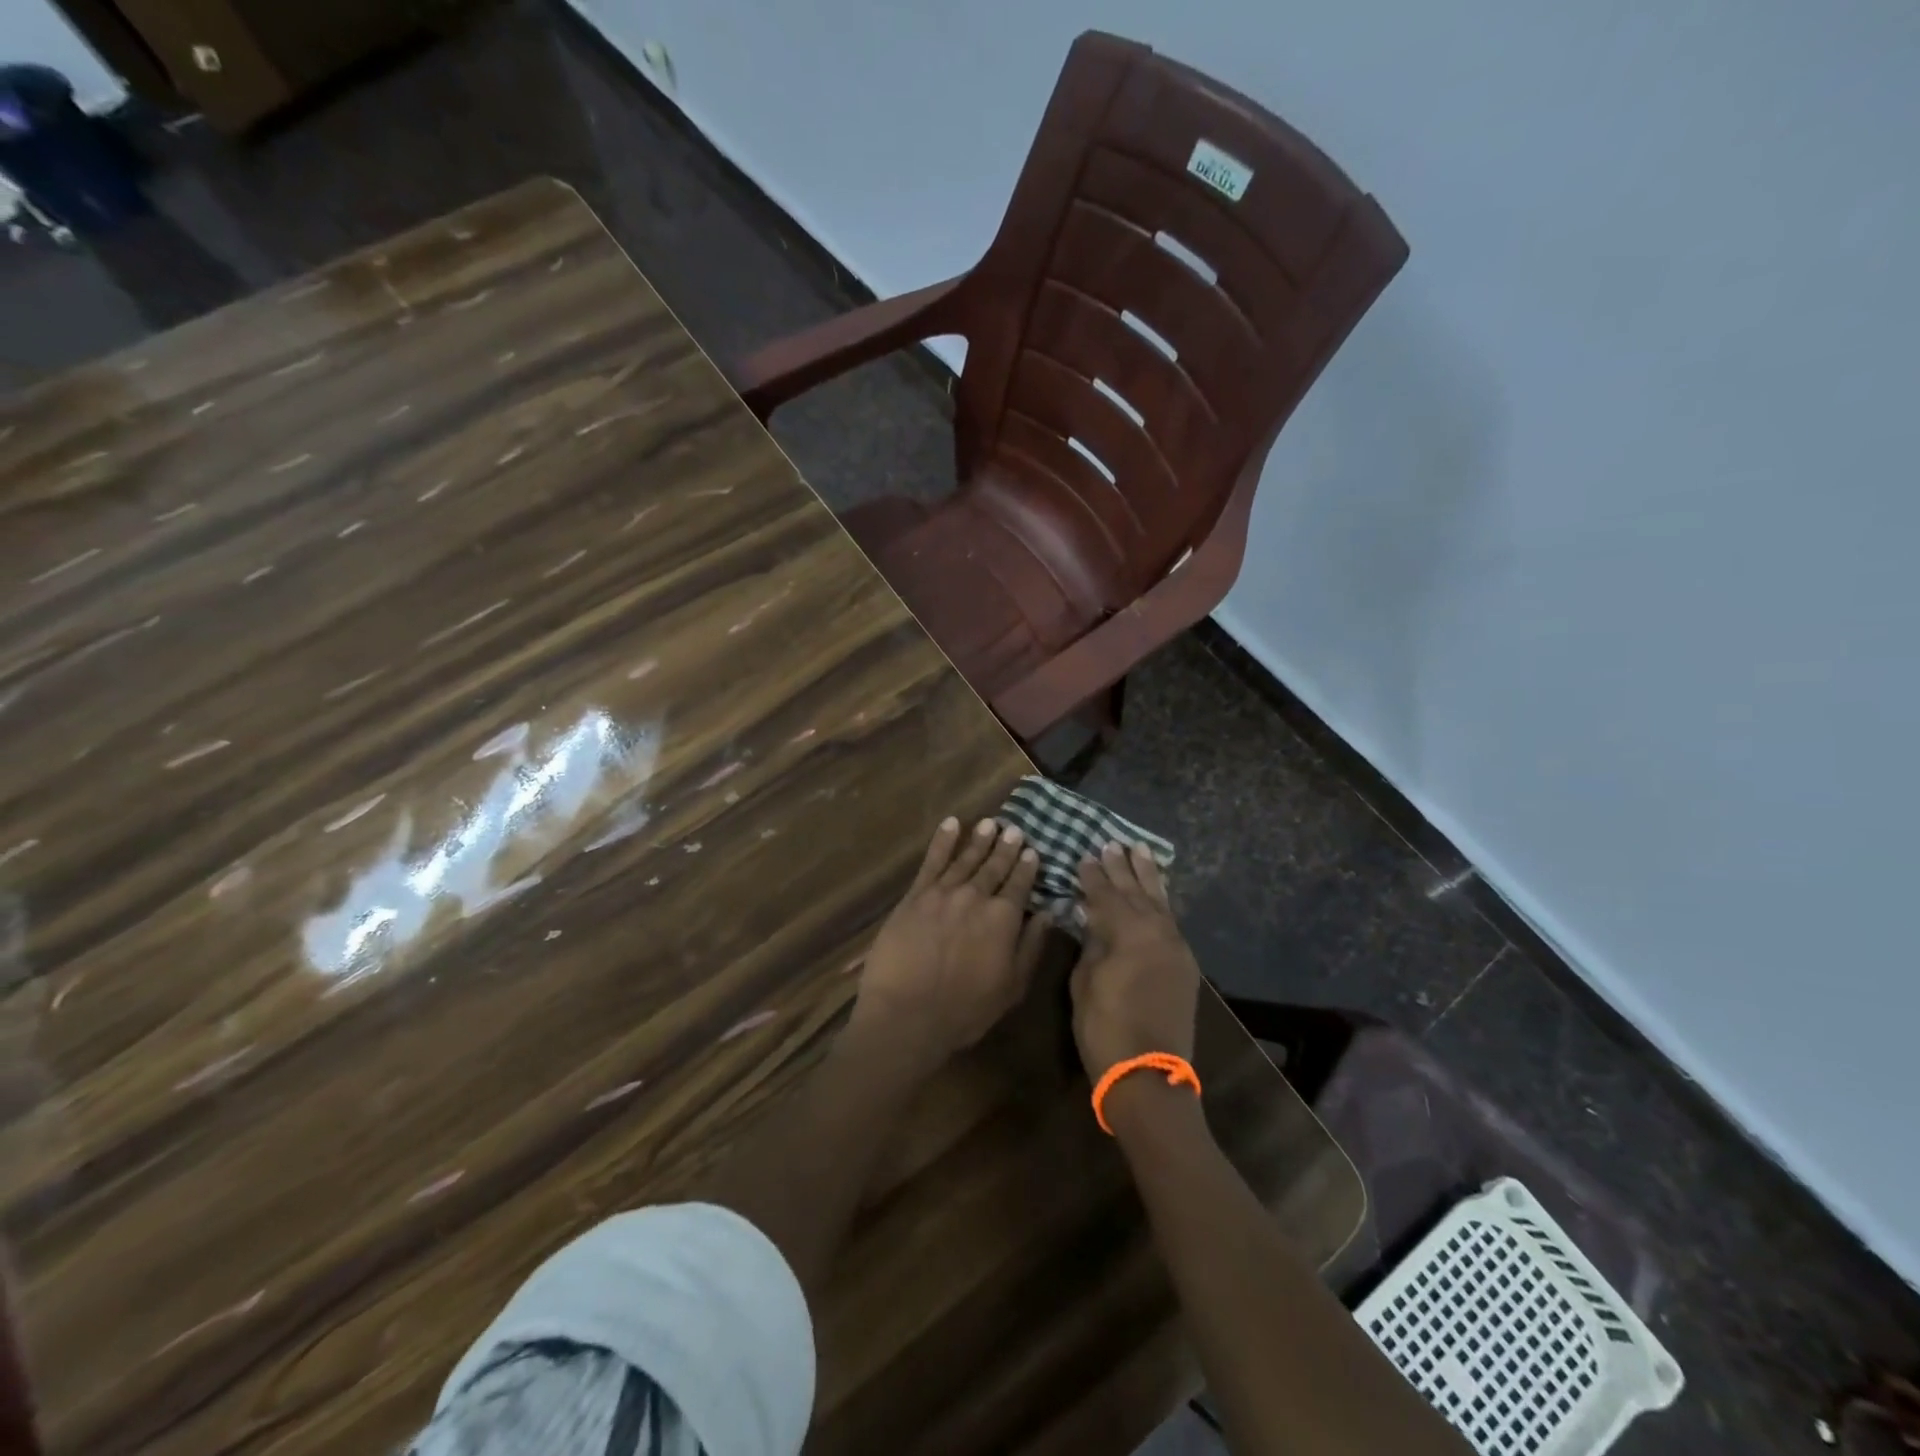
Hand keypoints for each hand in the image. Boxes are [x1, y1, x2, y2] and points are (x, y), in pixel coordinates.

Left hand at [849, 816, 1049, 1073]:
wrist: (907, 1014)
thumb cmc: (965, 1009)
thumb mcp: (1012, 986)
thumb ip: (1031, 946)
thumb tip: (1048, 913)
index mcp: (1003, 918)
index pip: (1020, 884)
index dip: (1027, 867)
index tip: (1033, 850)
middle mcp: (976, 896)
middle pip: (994, 866)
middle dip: (1006, 847)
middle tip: (1014, 828)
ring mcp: (943, 892)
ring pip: (966, 858)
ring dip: (979, 839)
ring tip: (990, 823)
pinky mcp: (915, 895)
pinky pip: (932, 861)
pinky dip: (943, 840)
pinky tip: (952, 824)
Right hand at [1069, 843, 1201, 1079]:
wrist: (1149, 1076)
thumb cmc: (1105, 1029)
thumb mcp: (1085, 983)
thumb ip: (1092, 944)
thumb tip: (1092, 919)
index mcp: (1129, 933)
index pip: (1106, 895)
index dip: (1093, 877)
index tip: (1085, 857)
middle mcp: (1157, 932)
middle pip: (1136, 892)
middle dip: (1122, 868)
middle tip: (1112, 843)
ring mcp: (1176, 948)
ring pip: (1160, 902)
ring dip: (1148, 877)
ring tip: (1139, 851)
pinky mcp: (1185, 965)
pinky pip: (1171, 921)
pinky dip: (1162, 902)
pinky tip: (1157, 893)